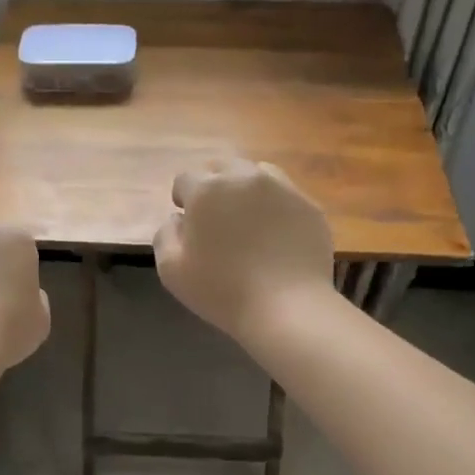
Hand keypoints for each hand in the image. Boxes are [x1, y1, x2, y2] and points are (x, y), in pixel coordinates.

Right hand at [155, 159, 335, 343]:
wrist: (287, 307)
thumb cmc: (221, 290)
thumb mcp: (171, 270)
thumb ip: (166, 235)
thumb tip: (177, 219)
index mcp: (207, 190)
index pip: (185, 179)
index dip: (183, 199)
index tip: (188, 222)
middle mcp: (244, 177)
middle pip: (222, 167)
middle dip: (213, 186)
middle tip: (215, 219)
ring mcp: (282, 188)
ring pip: (257, 174)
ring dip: (245, 190)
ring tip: (247, 222)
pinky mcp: (309, 206)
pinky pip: (285, 196)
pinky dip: (275, 207)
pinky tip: (275, 236)